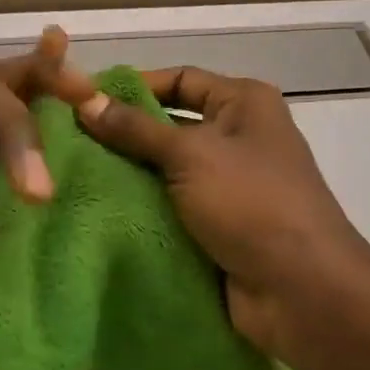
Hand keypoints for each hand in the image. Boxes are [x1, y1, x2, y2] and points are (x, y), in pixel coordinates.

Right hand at [76, 67, 369, 366]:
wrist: (301, 290)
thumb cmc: (252, 203)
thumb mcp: (191, 155)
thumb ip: (136, 130)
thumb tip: (85, 101)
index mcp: (245, 103)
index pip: (181, 79)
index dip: (134, 87)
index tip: (84, 100)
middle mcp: (240, 137)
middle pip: (171, 125)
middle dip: (125, 135)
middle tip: (68, 141)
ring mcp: (230, 185)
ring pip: (168, 171)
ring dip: (130, 176)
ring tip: (72, 175)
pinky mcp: (220, 226)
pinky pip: (173, 208)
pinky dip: (144, 209)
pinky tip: (99, 210)